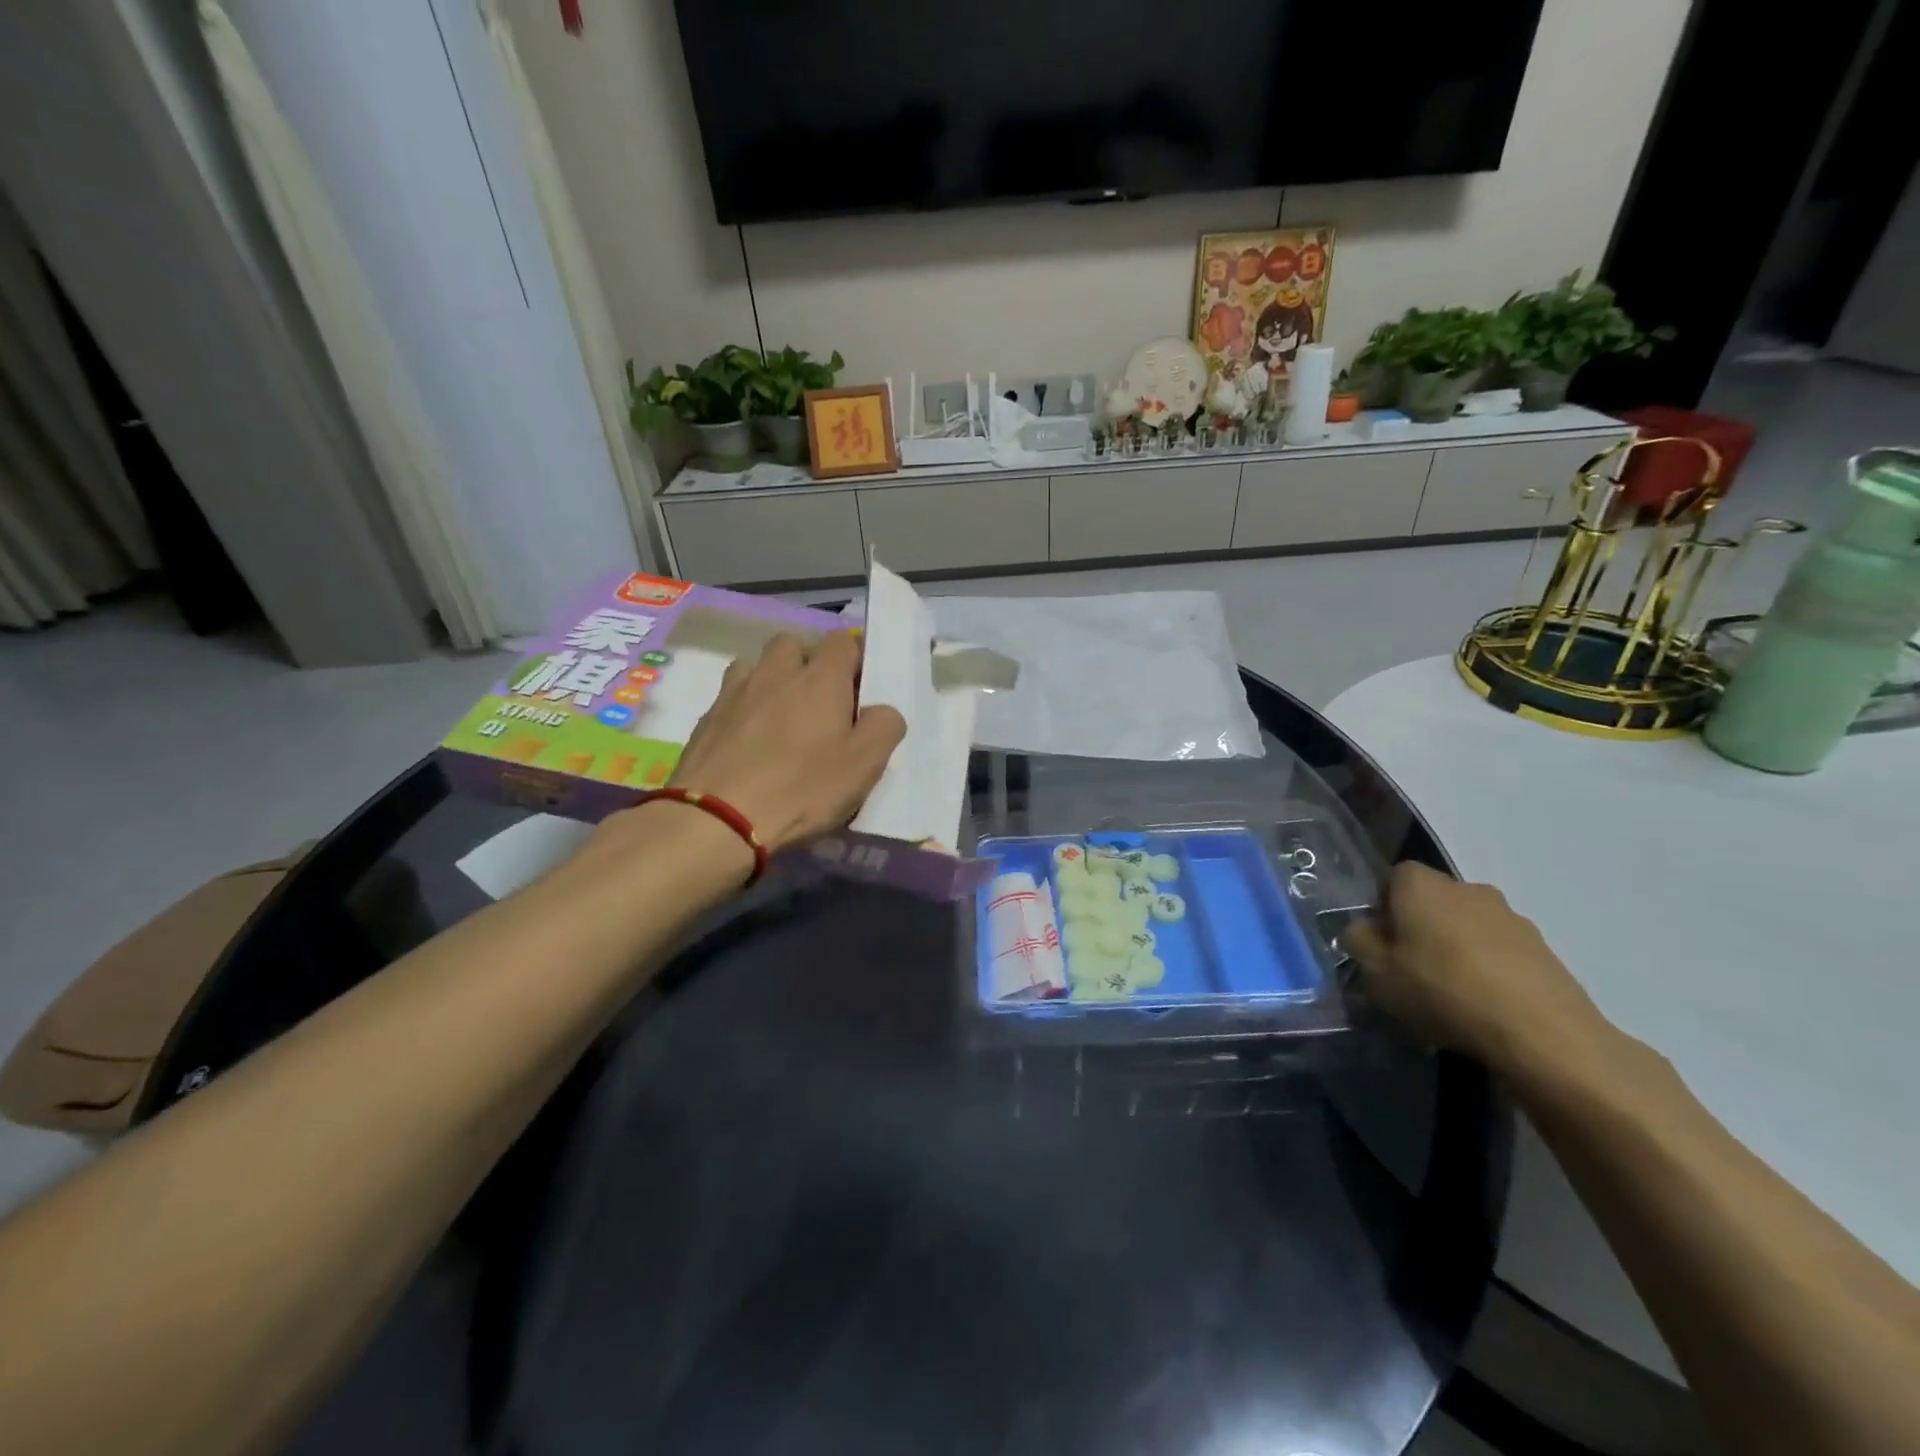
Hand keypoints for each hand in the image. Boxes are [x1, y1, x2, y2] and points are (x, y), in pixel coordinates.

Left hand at [667, 631, 905, 853]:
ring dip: (772, 679)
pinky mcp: (707, 718)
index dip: (855, 658)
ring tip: (781, 716)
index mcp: (821, 678)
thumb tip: (879, 710)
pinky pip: (731, 696)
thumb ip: (884, 727)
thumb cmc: (802, 789)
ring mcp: (735, 692)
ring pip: (757, 665)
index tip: (860, 689)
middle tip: (820, 701)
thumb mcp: (864, 765)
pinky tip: (749, 740)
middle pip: (793, 643)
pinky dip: (745, 707)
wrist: (717, 820)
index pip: (843, 640)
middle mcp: (776, 672)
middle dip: (808, 662)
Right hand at [1345, 863, 1604, 1072]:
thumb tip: (1364, 929)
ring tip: (1451, 998)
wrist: (1541, 1033)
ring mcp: (1511, 917)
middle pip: (1432, 903)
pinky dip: (1489, 972)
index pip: (1392, 879)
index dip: (1383, 909)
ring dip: (1456, 951)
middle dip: (1420, 930)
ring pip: (1467, 928)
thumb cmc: (1441, 990)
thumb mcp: (1375, 971)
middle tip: (1411, 972)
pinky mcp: (1545, 950)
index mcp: (1421, 884)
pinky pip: (1500, 954)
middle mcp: (1467, 888)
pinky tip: (1485, 1010)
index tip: (1382, 945)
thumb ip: (1358, 941)